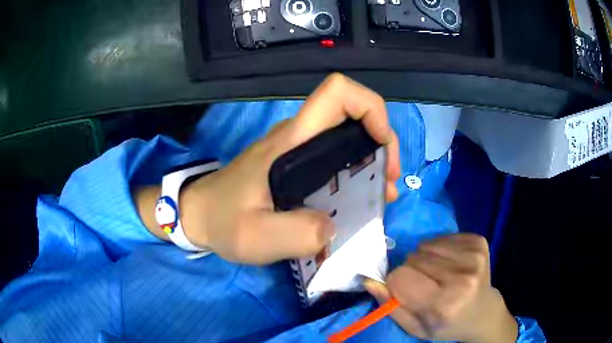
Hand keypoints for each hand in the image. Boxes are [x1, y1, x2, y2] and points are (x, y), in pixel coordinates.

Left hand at [138, 73, 400, 264]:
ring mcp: (298, 150)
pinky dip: (357, 173)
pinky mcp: (297, 165)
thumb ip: (297, 235)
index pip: (336, 93)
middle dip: (381, 143)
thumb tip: (333, 227)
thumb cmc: (222, 220)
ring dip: (372, 161)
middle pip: (353, 114)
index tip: (381, 145)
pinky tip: (359, 200)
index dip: (370, 107)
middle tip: (388, 182)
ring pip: (348, 137)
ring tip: (381, 197)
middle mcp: (299, 137)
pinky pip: (336, 158)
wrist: (198, 214)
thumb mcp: (255, 237)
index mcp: (291, 142)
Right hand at [364, 233, 517, 342]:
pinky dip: (439, 249)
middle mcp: (462, 276)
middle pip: (413, 258)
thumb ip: (391, 306)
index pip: (400, 277)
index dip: (397, 283)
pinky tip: (450, 264)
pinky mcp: (478, 241)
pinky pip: (442, 237)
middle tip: (425, 284)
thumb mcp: (415, 327)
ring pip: (425, 245)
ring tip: (438, 274)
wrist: (483, 312)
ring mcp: (474, 255)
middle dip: (411, 270)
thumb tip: (369, 280)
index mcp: (445, 303)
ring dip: (425, 259)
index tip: (407, 291)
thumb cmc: (447, 325)